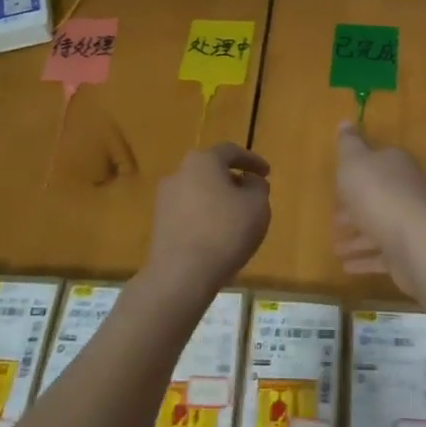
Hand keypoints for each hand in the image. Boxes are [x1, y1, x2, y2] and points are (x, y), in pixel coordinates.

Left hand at [147, 143, 271, 296]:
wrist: (181, 274)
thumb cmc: (225, 232)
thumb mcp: (257, 206)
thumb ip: (258, 187)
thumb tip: (249, 181)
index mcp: (202, 161)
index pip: (230, 151)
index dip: (252, 160)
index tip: (267, 173)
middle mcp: (179, 173)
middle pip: (211, 170)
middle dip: (233, 180)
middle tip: (251, 196)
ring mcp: (164, 199)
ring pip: (199, 192)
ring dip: (218, 200)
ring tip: (236, 219)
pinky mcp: (159, 224)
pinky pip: (188, 212)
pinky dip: (205, 217)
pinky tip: (217, 236)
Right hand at [332, 122, 425, 293]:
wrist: (415, 242)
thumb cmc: (378, 194)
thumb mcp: (354, 161)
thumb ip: (349, 143)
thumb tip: (346, 120)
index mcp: (395, 165)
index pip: (375, 163)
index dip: (355, 173)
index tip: (337, 185)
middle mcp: (406, 190)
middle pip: (377, 196)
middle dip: (354, 208)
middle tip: (333, 220)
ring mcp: (409, 223)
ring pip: (378, 227)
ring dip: (356, 238)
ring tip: (336, 248)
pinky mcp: (409, 252)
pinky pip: (382, 255)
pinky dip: (364, 259)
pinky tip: (346, 266)